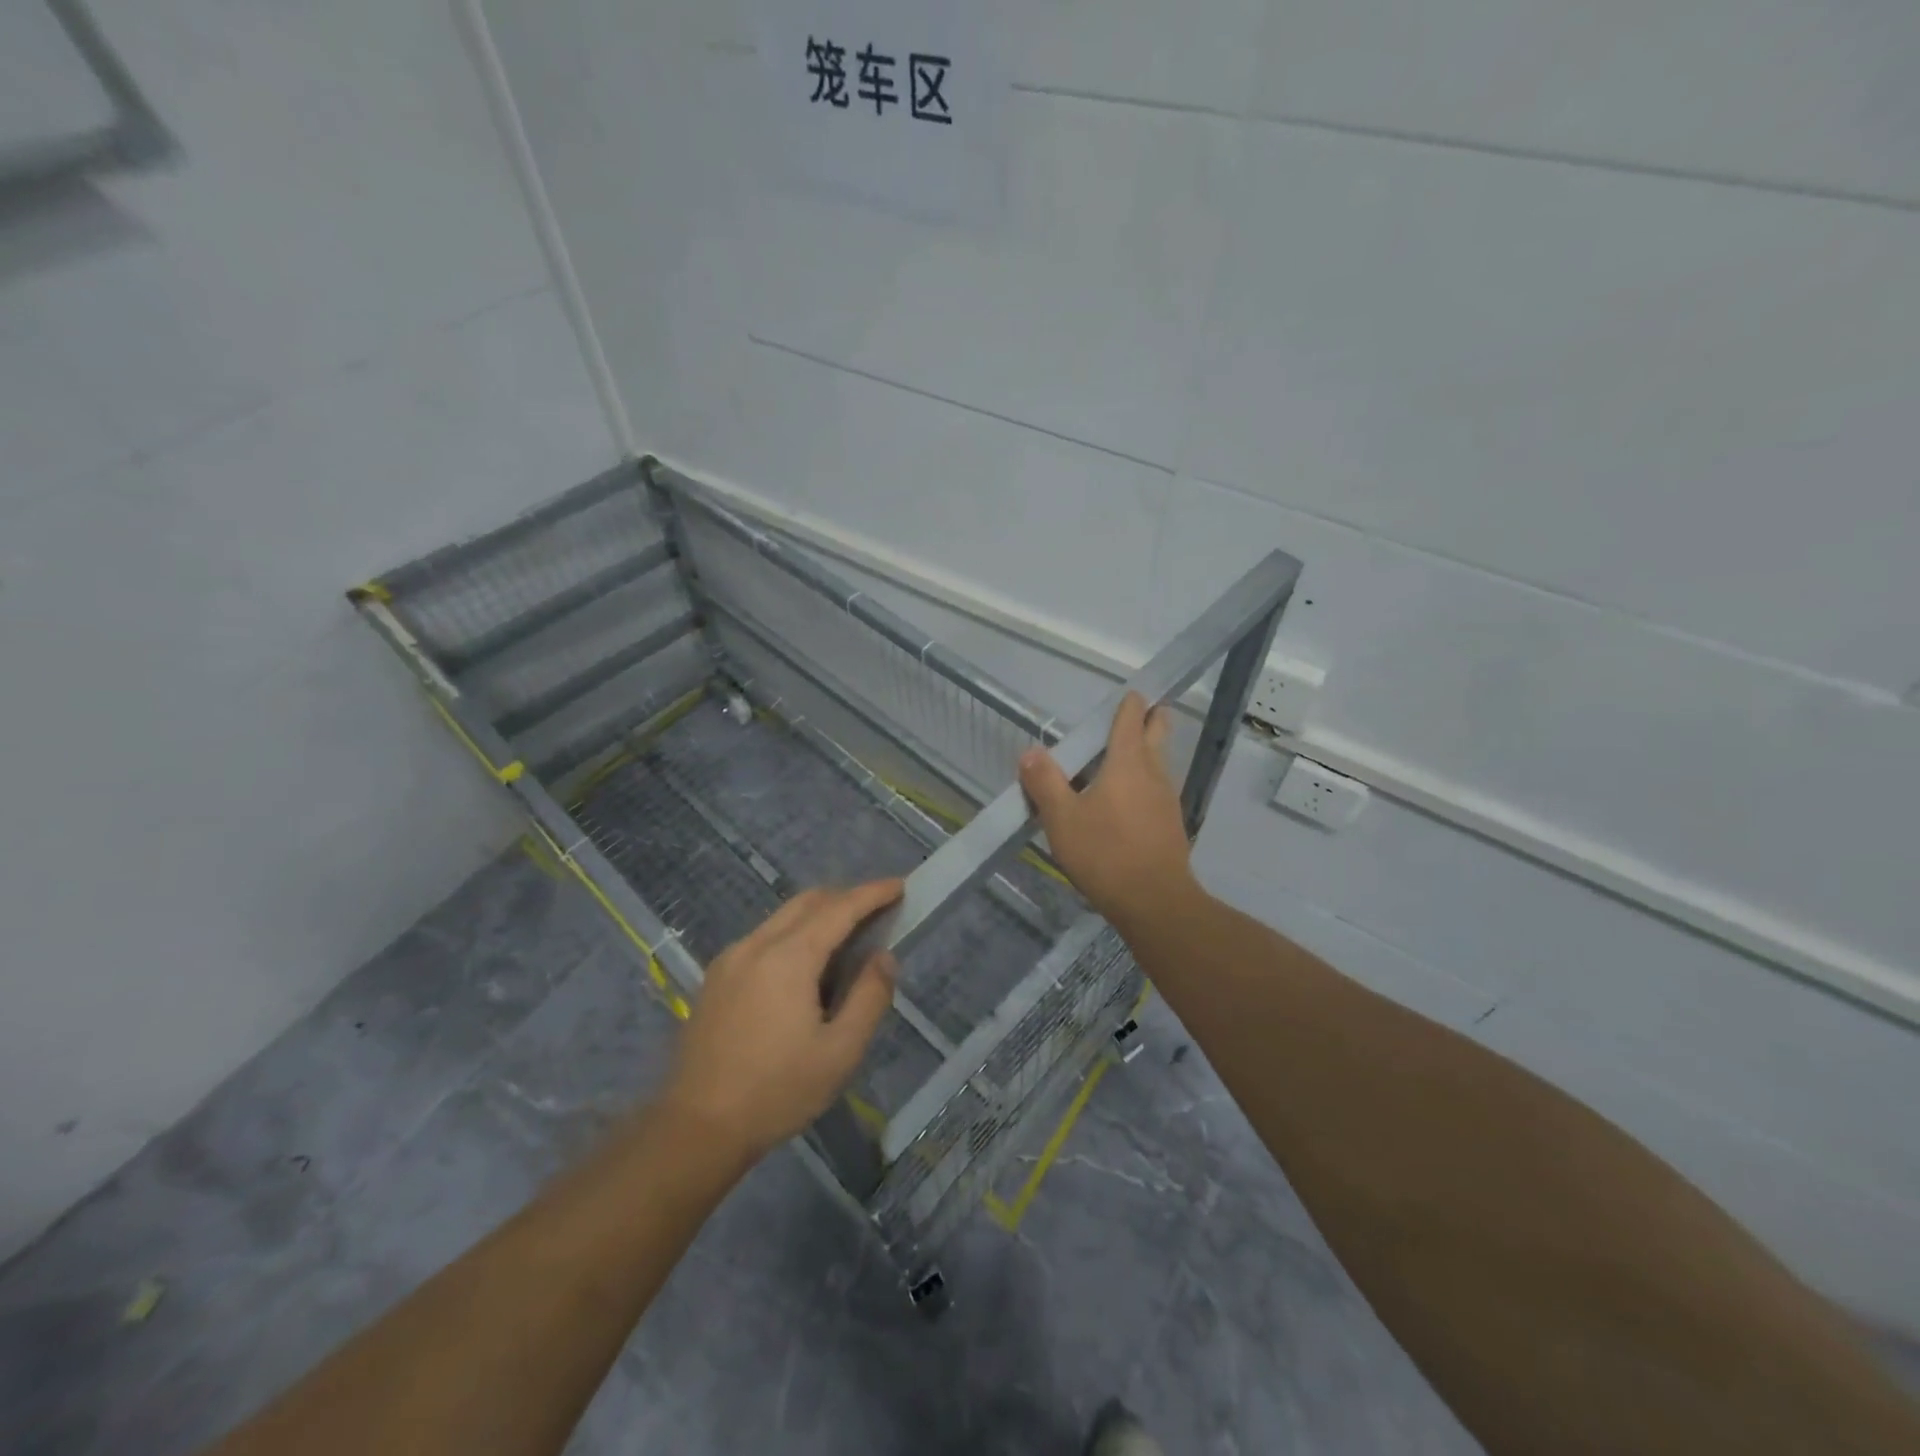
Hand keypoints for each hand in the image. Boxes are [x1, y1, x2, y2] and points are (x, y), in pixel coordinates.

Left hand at [661, 880, 901, 1159]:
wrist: (697, 1128)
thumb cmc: (777, 1092)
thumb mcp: (840, 1052)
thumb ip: (869, 997)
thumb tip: (883, 957)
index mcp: (789, 958)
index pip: (839, 909)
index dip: (872, 893)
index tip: (899, 885)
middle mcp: (756, 945)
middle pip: (808, 901)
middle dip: (846, 898)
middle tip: (877, 912)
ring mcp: (730, 958)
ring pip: (783, 917)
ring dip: (819, 915)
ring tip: (846, 939)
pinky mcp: (716, 977)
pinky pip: (763, 937)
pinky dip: (793, 933)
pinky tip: (804, 966)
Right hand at [1019, 692, 1198, 930]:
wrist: (1155, 902)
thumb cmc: (1105, 853)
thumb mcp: (1062, 818)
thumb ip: (1044, 782)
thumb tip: (1030, 752)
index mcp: (1127, 761)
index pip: (1131, 717)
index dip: (1129, 702)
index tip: (1126, 693)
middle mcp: (1154, 772)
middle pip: (1158, 731)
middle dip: (1150, 717)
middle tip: (1130, 717)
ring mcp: (1167, 798)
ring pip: (1159, 761)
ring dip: (1145, 752)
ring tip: (1116, 761)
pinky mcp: (1171, 823)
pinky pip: (1157, 789)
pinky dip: (1144, 783)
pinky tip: (1123, 802)